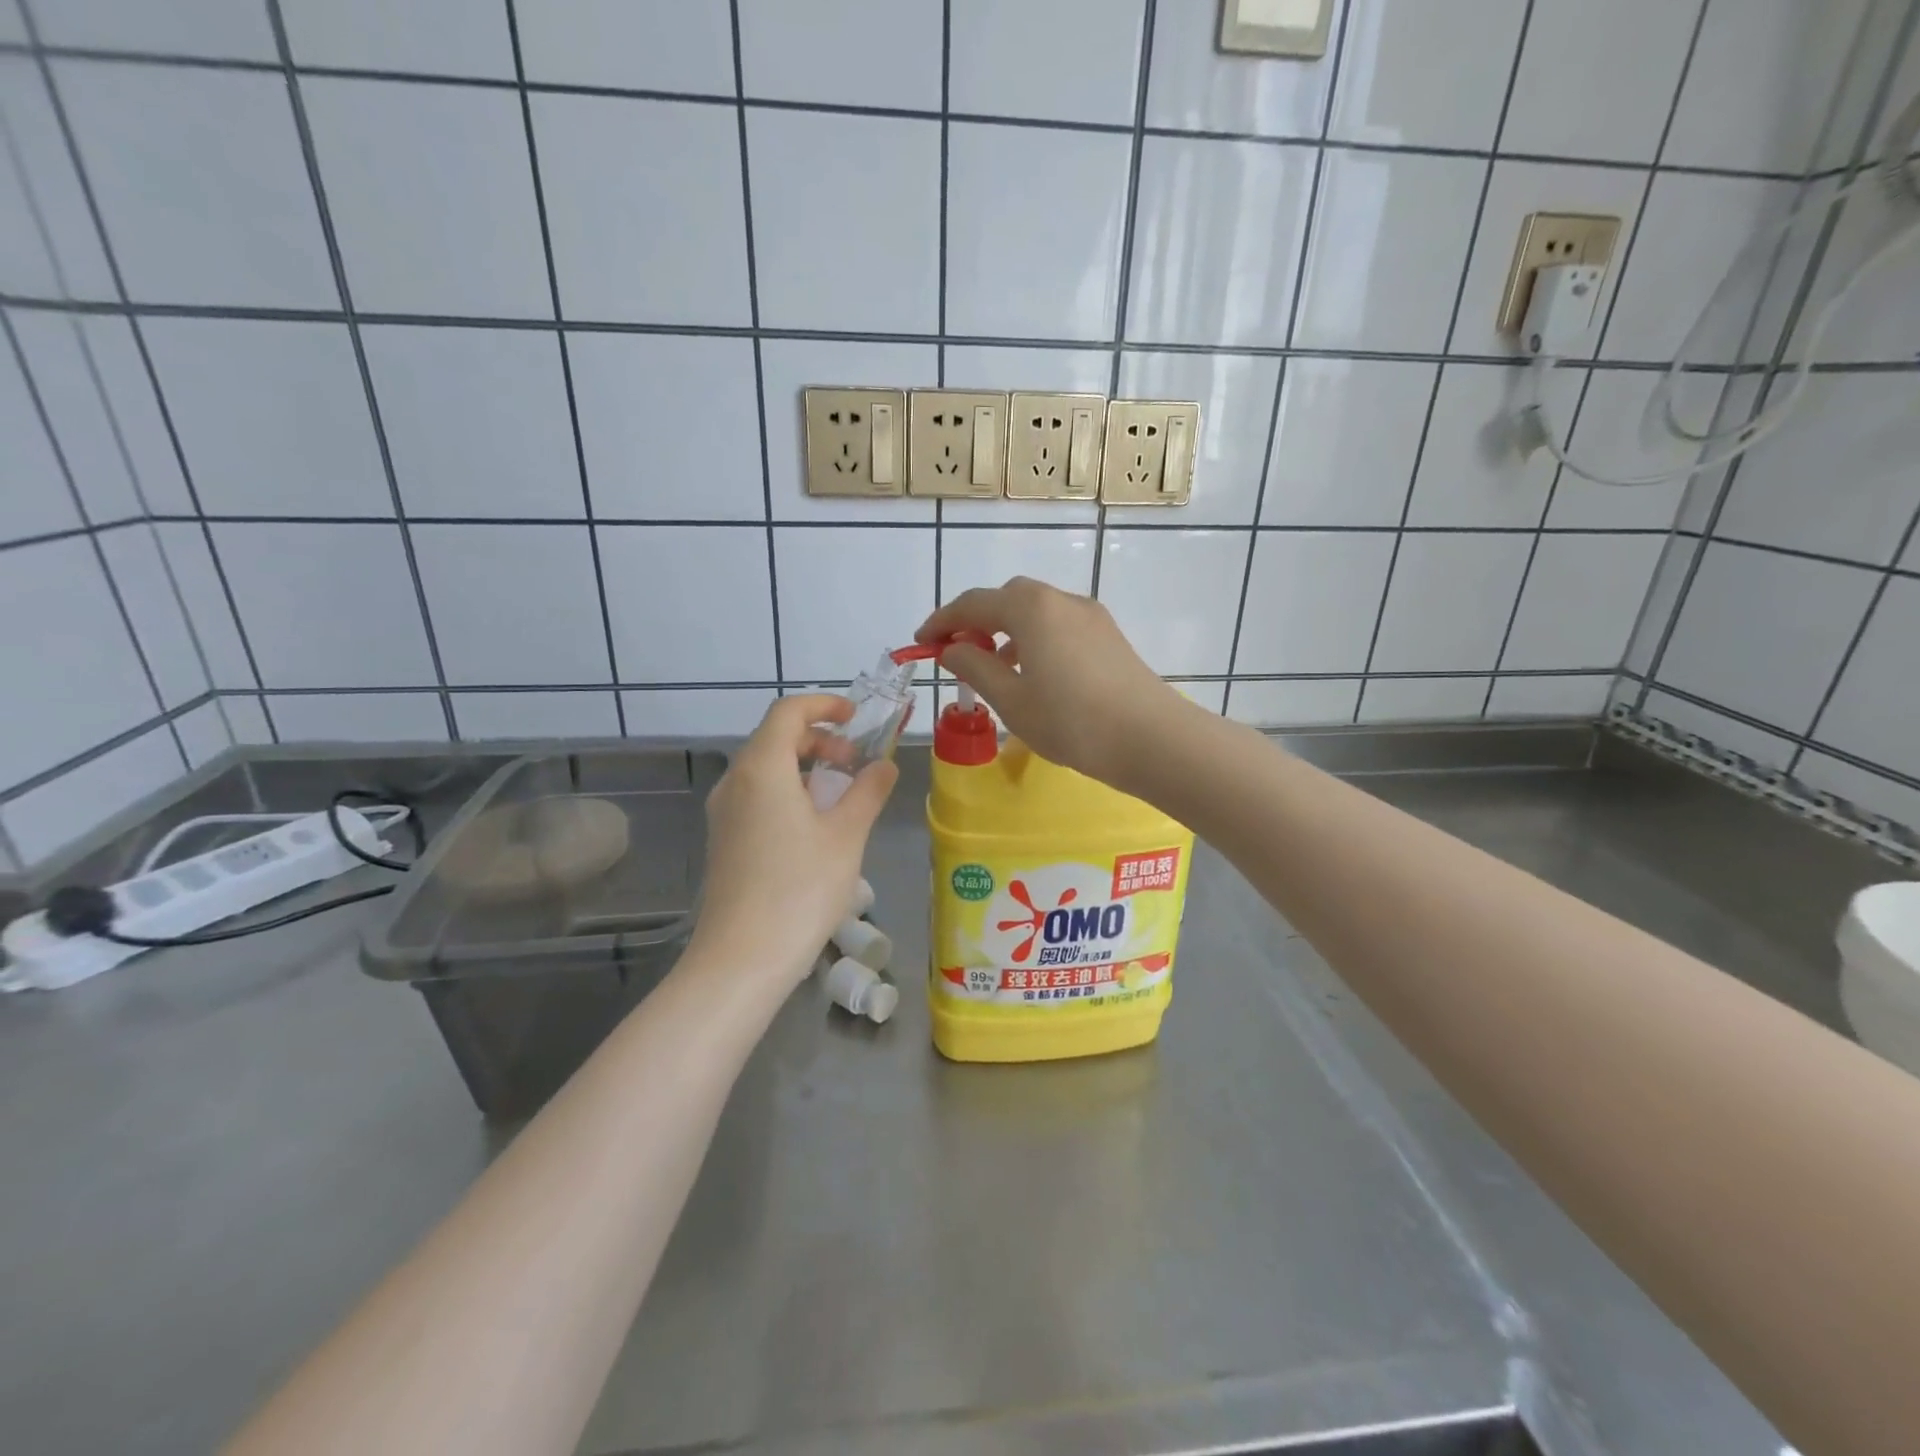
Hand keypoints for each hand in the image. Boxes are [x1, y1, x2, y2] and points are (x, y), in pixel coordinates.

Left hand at [688, 695, 896, 989]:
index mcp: (762, 768)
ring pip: (765, 768)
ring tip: (841, 794)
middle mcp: (735, 781)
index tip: (856, 716)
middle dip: (819, 739)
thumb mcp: (846, 836)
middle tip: (855, 760)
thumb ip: (867, 791)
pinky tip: (814, 826)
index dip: (824, 705)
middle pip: (775, 738)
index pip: (788, 712)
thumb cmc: (800, 889)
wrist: (741, 958)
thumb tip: (883, 764)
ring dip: (804, 767)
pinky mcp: (723, 840)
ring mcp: (723, 813)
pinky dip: (788, 791)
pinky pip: (757, 795)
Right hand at [916, 577, 1191, 789]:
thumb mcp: (1011, 700)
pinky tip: (1033, 673)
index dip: (942, 622)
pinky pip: (1058, 625)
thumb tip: (953, 648)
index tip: (921, 644)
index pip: (973, 604)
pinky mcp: (1108, 635)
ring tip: (993, 668)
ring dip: (1006, 630)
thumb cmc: (1071, 722)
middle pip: (1007, 599)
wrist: (1151, 738)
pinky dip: (1034, 639)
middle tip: (957, 653)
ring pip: (1035, 611)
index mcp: (1030, 609)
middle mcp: (1060, 600)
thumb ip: (975, 668)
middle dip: (976, 621)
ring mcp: (1090, 615)